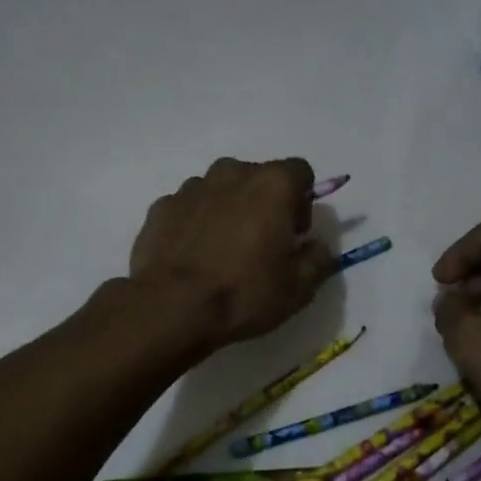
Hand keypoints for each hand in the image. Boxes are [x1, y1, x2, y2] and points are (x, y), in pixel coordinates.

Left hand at [129, 158, 335, 353]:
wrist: (172, 308)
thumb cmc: (244, 293)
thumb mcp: (299, 287)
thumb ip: (318, 259)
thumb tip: (317, 247)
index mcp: (272, 184)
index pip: (300, 172)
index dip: (302, 201)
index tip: (293, 234)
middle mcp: (232, 173)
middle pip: (258, 177)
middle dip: (264, 202)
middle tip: (261, 244)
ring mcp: (192, 187)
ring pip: (221, 189)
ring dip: (229, 209)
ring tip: (223, 250)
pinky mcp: (162, 206)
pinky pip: (189, 207)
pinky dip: (195, 222)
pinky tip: (193, 256)